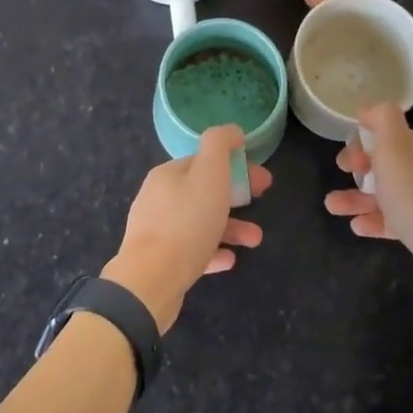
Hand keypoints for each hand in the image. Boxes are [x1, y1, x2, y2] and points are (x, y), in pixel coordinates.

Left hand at [103, 125, 270, 332]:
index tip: (262, 179)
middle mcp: (158, 198)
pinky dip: (213, 251)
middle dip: (236, 195)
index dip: (236, 166)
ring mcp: (156, 231)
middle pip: (203, 191)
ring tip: (255, 240)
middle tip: (262, 200)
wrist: (150, 281)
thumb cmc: (186, 223)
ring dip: (230, 227)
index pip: (205, 161)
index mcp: (167, 174)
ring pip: (200, 222)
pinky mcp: (159, 261)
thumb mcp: (209, 174)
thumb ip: (220, 145)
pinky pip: (192, 250)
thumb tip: (232, 131)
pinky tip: (230, 260)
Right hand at [324, 103, 412, 305]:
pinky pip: (394, 220)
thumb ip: (382, 119)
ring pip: (385, 193)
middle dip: (358, 168)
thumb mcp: (394, 146)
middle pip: (384, 163)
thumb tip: (369, 108)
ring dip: (356, 197)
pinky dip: (374, 220)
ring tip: (331, 206)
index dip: (361, 142)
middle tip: (341, 175)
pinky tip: (357, 227)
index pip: (385, 134)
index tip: (346, 159)